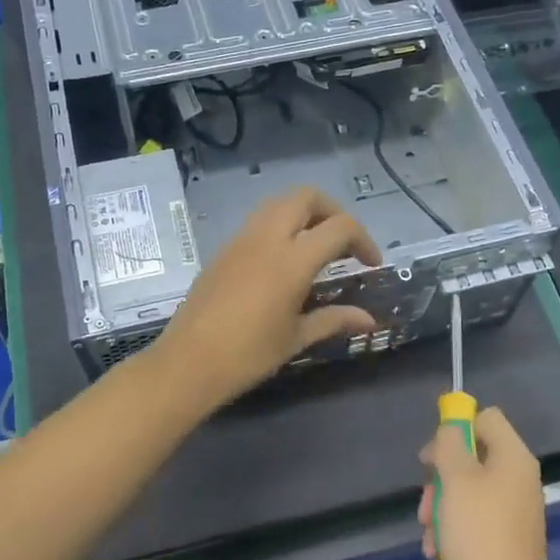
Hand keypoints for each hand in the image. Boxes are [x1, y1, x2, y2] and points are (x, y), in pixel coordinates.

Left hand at [151, 187, 380, 413]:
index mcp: (291, 260)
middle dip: (332, 211)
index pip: (339, 227)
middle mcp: (266, 238)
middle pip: (306, 197)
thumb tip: (369, 319)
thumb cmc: (248, 355)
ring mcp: (240, 240)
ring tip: (314, 248)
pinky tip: (283, 262)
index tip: (370, 264)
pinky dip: (279, 227)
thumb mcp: (296, 338)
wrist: (188, 363)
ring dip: (303, 214)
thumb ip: (334, 319)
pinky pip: (257, 222)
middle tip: (343, 243)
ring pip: (278, 203)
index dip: (363, 239)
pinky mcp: (223, 250)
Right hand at [418, 407, 549, 559]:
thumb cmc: (478, 532)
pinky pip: (475, 518)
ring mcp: (514, 509)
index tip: (431, 457)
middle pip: (471, 457)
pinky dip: (454, 529)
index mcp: (513, 457)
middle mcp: (518, 478)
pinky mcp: (507, 536)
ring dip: (441, 508)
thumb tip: (452, 427)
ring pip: (467, 491)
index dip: (455, 428)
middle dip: (440, 479)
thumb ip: (450, 443)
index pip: (485, 418)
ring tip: (428, 534)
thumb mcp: (455, 480)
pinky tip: (438, 551)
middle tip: (425, 502)